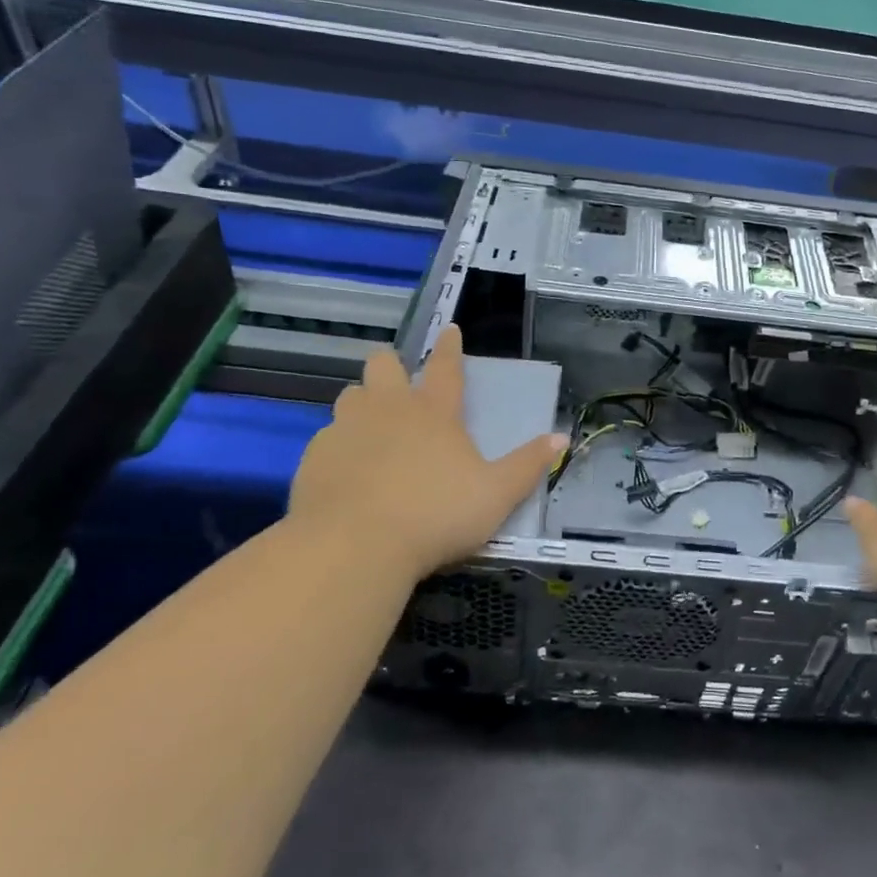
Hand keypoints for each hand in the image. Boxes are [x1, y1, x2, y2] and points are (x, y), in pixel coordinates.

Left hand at [286, 325, 566, 584]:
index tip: (449, 328)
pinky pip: (326, 438)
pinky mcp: (314, 458)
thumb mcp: (496, 495)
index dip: (450, 347)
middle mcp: (388, 410)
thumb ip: (528, 465)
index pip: (445, 367)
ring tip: (372, 425)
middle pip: (382, 366)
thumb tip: (561, 438)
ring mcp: (346, 430)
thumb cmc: (436, 515)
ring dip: (362, 403)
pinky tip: (345, 471)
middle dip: (391, 364)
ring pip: (349, 396)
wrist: (354, 547)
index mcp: (434, 412)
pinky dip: (339, 446)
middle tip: (398, 379)